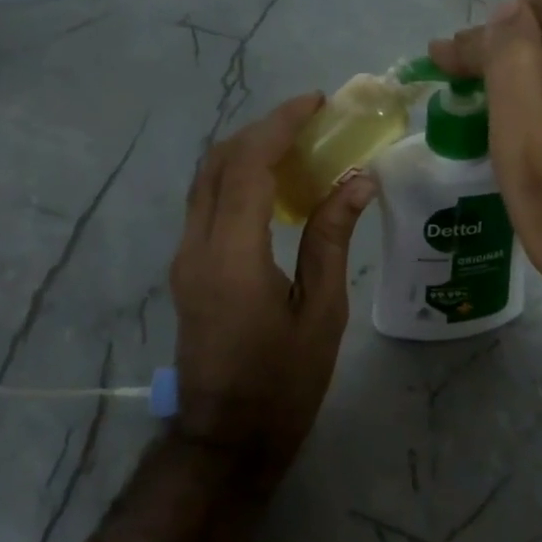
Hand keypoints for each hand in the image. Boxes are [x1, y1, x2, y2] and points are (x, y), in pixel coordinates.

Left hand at [170, 94, 376, 469]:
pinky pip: (207, 205)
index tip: (316, 103)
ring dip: (247, 152)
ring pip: (207, 180)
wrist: (226, 438)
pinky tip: (276, 188)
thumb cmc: (283, 383)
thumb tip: (357, 181)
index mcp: (232, 255)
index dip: (280, 125)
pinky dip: (238, 179)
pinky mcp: (187, 270)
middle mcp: (196, 246)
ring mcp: (185, 258)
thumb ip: (331, 239)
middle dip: (263, 129)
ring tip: (297, 146)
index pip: (248, 165)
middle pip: (219, 162)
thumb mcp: (321, 312)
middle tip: (311, 121)